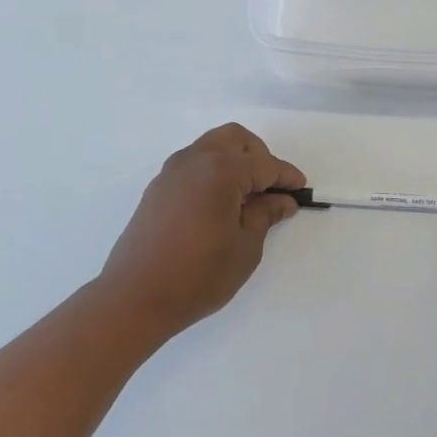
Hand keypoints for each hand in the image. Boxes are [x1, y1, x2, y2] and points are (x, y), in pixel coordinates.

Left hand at [99, 124, 304, 340]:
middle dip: (258, 157)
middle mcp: (194, 160)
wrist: (135, 297)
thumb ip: (265, 215)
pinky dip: (213, 172)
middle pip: (235, 139)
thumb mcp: (245, 247)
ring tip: (246, 198)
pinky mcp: (158, 188)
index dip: (286, 176)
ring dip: (234, 161)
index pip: (264, 164)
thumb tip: (281, 199)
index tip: (301, 190)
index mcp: (220, 170)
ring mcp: (171, 172)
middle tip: (270, 189)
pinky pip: (193, 164)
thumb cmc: (198, 275)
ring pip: (211, 147)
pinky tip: (219, 205)